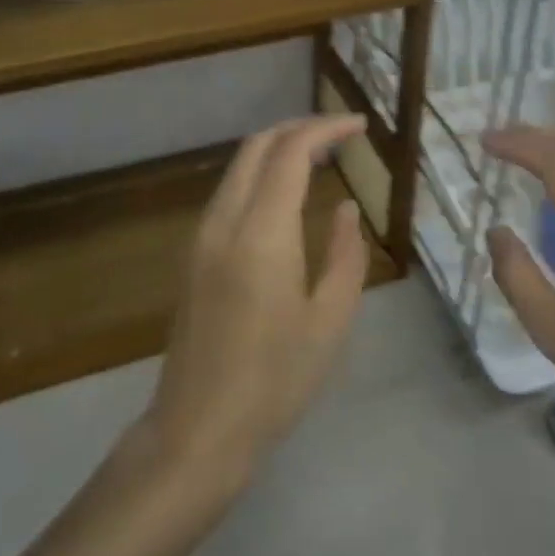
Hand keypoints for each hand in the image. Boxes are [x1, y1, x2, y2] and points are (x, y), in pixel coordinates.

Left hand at [141, 115, 372, 490]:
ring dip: (278, 148)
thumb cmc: (275, 380)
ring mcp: (201, 236)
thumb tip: (346, 208)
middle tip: (341, 133)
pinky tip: (286, 193)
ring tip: (321, 156)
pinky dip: (260, 173)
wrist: (197, 430)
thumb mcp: (330, 321)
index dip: (327, 129)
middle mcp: (224, 221)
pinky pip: (228, 191)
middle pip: (257, 145)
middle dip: (300, 127)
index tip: (361, 126)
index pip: (291, 152)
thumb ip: (345, 254)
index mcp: (261, 233)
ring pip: (238, 165)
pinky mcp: (193, 254)